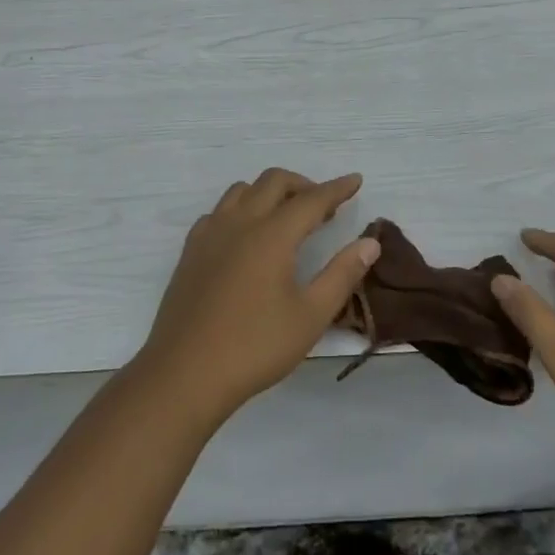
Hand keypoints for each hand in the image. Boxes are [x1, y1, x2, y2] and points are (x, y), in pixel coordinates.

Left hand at [136, 169, 379, 425]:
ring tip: (287, 219)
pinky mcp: (191, 251)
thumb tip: (370, 243)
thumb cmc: (254, 347)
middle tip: (324, 208)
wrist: (184, 374)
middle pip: (274, 182)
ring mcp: (210, 234)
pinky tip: (247, 237)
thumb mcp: (310, 316)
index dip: (337, 188)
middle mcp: (240, 222)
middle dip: (303, 185)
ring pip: (242, 190)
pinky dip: (241, 209)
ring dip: (270, 192)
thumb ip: (342, 274)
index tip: (355, 180)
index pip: (311, 199)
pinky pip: (219, 211)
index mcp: (272, 235)